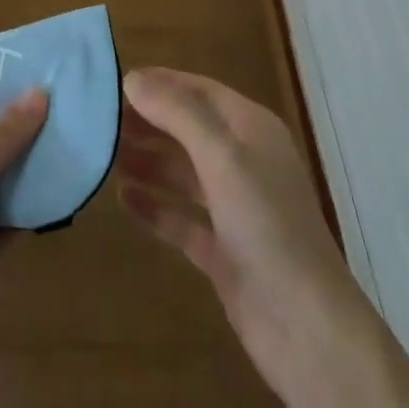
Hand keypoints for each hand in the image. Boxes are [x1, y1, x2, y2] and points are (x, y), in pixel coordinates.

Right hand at [116, 68, 408, 407]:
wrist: (309, 330)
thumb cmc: (267, 225)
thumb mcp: (222, 156)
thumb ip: (177, 113)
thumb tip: (132, 78)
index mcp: (250, 128)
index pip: (198, 90)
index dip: (159, 83)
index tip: (113, 82)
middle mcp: (243, 161)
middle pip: (187, 129)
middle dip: (147, 122)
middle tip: (99, 120)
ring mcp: (234, 208)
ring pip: (182, 172)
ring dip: (147, 161)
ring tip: (103, 155)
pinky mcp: (224, 251)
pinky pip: (182, 218)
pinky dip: (155, 207)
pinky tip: (123, 199)